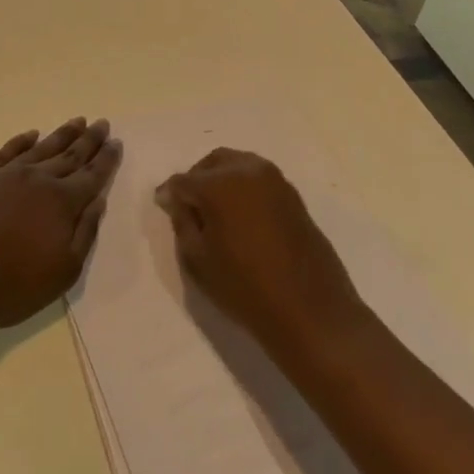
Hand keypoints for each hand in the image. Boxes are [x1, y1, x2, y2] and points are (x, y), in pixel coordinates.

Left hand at [0, 118, 121, 336]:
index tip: (116, 142)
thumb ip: (84, 234)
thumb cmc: (9, 287)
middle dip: (89, 140)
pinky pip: (5, 152)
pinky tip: (30, 135)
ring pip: (40, 148)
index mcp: (61, 203)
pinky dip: (21, 141)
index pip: (91, 175)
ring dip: (61, 135)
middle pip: (69, 155)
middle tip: (102, 123)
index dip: (106, 159)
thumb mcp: (62, 272)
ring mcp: (4, 176)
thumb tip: (97, 201)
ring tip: (77, 121)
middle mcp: (36, 180)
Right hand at [157, 149, 363, 356]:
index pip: (183, 180)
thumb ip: (183, 221)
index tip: (163, 207)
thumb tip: (177, 200)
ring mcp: (276, 179)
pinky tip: (240, 217)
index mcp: (220, 184)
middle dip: (197, 179)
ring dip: (222, 180)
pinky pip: (258, 180)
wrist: (310, 310)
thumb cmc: (245, 287)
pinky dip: (244, 189)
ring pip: (238, 166)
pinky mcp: (293, 194)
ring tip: (215, 213)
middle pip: (213, 163)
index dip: (170, 194)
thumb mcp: (198, 259)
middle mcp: (248, 170)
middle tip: (189, 207)